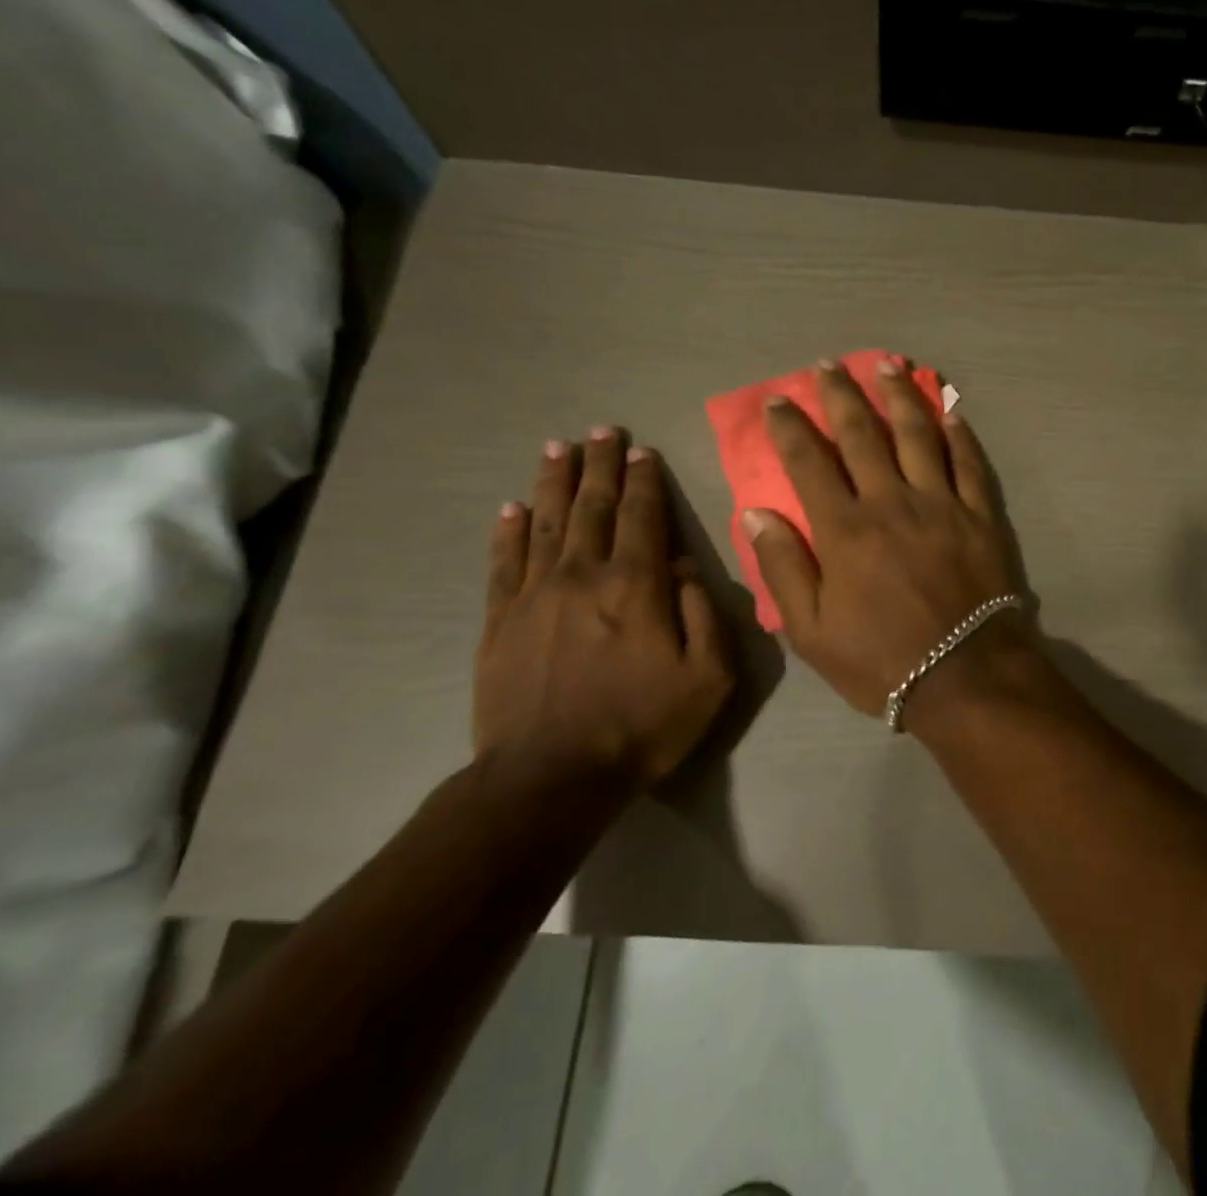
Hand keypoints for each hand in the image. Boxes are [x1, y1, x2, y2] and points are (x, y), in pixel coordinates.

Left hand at [476, 428, 734, 791]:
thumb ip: (703, 612)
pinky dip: (509, 530)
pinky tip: (512, 507)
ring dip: (554, 481)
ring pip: (546, 522)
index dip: (644, 480)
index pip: (642, 516)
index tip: (643, 450)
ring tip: (558, 448)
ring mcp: (534, 594)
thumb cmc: (642, 725)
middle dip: (600, 464)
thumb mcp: (707, 677)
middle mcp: (583, 574)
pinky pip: (504, 562)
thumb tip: (685, 566)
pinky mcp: (499, 621)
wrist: (550, 777)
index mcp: (636, 585)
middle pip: (593, 506)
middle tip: (602, 430)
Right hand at [744, 358, 1026, 717]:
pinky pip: (969, 464)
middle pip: (863, 435)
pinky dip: (959, 434)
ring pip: (918, 435)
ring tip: (889, 363)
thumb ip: (784, 568)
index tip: (778, 399)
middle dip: (843, 395)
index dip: (791, 427)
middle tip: (829, 365)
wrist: (964, 677)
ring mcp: (941, 504)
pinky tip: (950, 410)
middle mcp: (891, 501)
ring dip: (900, 395)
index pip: (810, 463)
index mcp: (845, 529)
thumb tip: (757, 514)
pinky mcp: (979, 515)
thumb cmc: (881, 661)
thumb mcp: (812, 632)